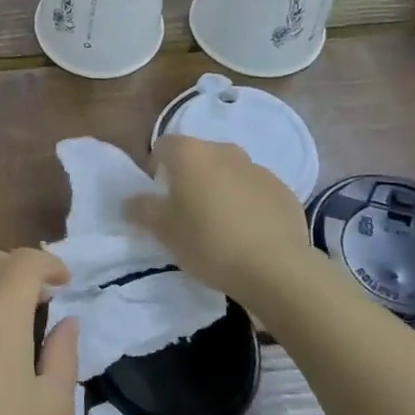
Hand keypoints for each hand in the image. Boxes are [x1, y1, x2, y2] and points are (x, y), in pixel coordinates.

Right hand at [125, 134, 311, 305]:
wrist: (275, 268)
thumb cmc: (208, 242)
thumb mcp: (163, 231)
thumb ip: (142, 209)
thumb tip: (132, 200)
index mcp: (191, 154)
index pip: (164, 146)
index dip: (157, 168)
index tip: (160, 196)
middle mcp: (224, 151)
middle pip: (199, 156)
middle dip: (190, 177)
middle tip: (187, 212)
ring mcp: (258, 169)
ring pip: (229, 172)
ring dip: (220, 188)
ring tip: (220, 225)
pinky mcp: (283, 190)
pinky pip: (254, 190)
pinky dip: (247, 203)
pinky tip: (247, 233)